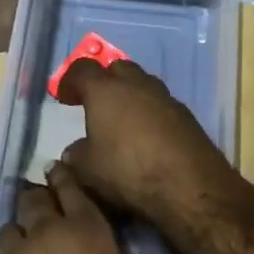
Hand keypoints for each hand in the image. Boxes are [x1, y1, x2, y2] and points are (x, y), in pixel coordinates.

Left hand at [0, 170, 164, 253]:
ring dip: (21, 225)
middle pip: (35, 196)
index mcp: (86, 228)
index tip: (61, 170)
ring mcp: (18, 252)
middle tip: (46, 202)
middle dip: (40, 196)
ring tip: (28, 235)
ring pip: (13, 221)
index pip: (71, 187)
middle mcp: (48, 230)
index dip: (65, 177)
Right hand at [55, 58, 246, 226]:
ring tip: (122, 121)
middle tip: (95, 103)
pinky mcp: (186, 114)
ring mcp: (164, 96)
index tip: (64, 97)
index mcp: (105, 90)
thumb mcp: (87, 170)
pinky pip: (160, 104)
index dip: (70, 80)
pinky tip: (147, 136)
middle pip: (116, 68)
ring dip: (129, 95)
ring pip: (142, 84)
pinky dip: (149, 113)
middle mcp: (135, 84)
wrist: (189, 185)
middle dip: (104, 81)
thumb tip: (74, 151)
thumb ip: (76, 155)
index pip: (82, 69)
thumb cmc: (127, 170)